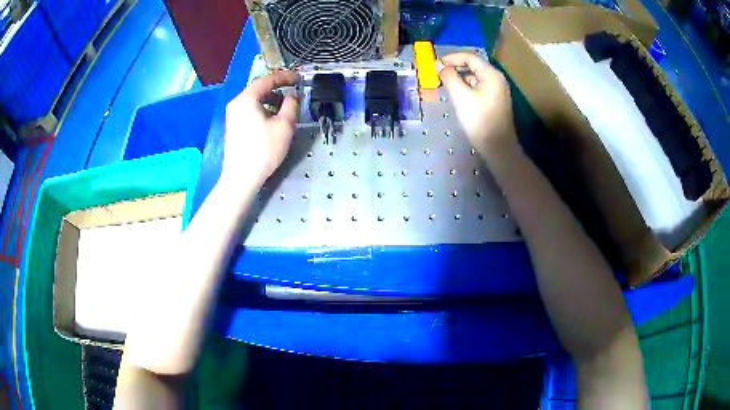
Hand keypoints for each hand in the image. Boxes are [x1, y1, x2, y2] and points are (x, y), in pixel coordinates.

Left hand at [222, 71, 299, 188]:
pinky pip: (249, 110)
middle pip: (259, 89)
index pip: (268, 80)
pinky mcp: (233, 126)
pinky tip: (272, 120)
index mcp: (247, 98)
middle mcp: (236, 103)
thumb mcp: (284, 125)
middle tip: (294, 93)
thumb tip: (292, 96)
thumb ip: (291, 105)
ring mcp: (232, 115)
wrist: (240, 178)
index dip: (285, 77)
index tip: (299, 78)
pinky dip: (262, 109)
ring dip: (271, 101)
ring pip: (254, 100)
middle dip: (278, 89)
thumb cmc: (263, 150)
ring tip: (285, 109)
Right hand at [439, 52, 517, 159]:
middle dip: (455, 68)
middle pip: (474, 66)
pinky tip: (458, 96)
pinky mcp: (496, 101)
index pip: (470, 57)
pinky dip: (467, 88)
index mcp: (491, 74)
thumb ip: (449, 77)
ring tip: (446, 86)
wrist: (497, 147)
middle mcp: (497, 79)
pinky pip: (480, 88)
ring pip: (476, 78)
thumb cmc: (479, 120)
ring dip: (460, 79)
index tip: (436, 64)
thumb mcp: (460, 96)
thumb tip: (438, 64)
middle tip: (439, 75)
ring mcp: (498, 90)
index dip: (452, 58)